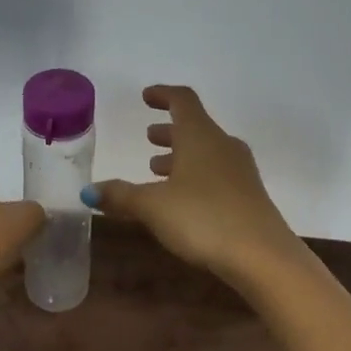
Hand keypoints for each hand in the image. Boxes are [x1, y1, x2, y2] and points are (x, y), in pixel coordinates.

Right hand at [85, 85, 300, 284]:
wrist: (262, 256)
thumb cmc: (203, 218)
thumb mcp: (153, 206)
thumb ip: (120, 196)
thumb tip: (88, 191)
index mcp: (200, 135)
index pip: (182, 100)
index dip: (163, 95)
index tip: (146, 97)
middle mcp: (223, 145)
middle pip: (195, 127)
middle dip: (169, 131)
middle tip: (148, 137)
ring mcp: (240, 171)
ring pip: (206, 152)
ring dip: (181, 156)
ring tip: (157, 169)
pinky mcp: (249, 196)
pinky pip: (217, 174)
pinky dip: (195, 176)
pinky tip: (182, 200)